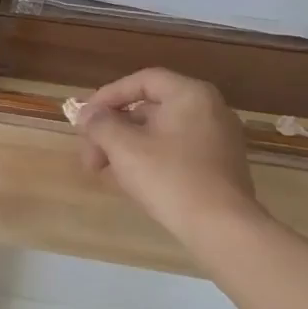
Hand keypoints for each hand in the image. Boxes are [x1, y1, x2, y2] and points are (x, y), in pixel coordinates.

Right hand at [74, 68, 262, 240]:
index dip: (108, 96)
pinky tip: (130, 181)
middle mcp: (210, 109)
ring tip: (104, 171)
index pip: (142, 81)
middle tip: (89, 154)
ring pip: (161, 131)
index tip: (85, 119)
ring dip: (127, 146)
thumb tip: (87, 114)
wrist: (222, 227)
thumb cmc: (170, 178)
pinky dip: (150, 158)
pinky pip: (176, 150)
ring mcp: (218, 138)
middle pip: (150, 107)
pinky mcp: (220, 165)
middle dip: (113, 129)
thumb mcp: (125, 148)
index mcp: (190, 95)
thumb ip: (101, 124)